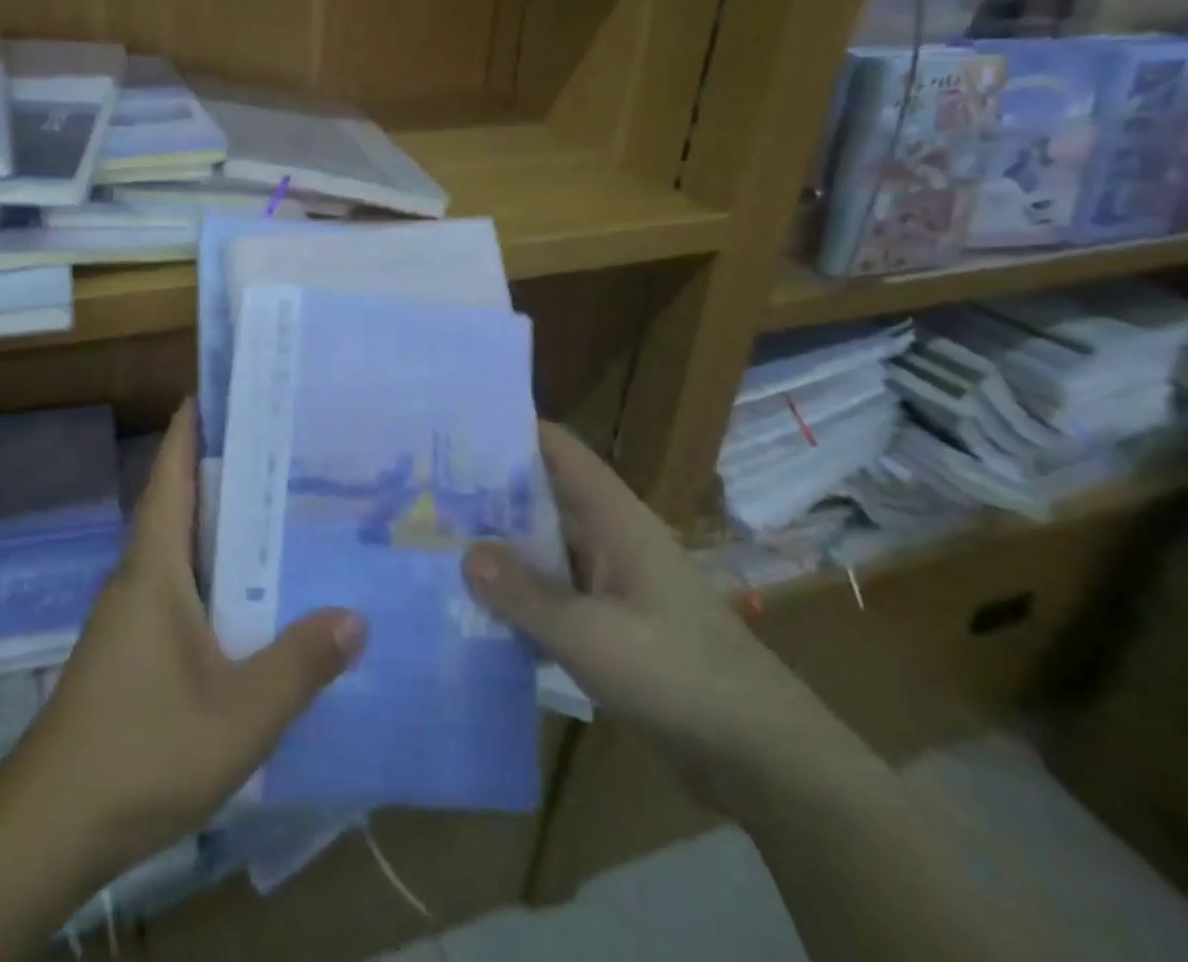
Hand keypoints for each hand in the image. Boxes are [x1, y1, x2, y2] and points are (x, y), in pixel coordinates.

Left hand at [0, 399, 366, 885]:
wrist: (52, 825)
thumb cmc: (142, 748)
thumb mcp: (239, 714)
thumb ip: (300, 665)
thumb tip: (356, 614)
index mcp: (154, 568)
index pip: (171, 477)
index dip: (189, 430)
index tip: (218, 390)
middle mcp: (138, 578)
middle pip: (177, 503)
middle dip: (218, 467)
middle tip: (277, 445)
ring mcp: (130, 616)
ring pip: (178, 547)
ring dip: (216, 520)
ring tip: (275, 506)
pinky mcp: (131, 649)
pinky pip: (178, 585)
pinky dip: (211, 568)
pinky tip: (248, 592)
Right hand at [462, 423, 867, 819]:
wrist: (763, 759)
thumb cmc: (680, 676)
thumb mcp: (591, 636)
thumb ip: (525, 594)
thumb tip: (465, 553)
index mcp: (614, 518)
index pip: (558, 449)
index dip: (510, 430)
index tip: (453, 429)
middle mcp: (611, 538)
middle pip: (542, 497)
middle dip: (488, 492)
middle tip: (423, 490)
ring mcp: (613, 582)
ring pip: (545, 548)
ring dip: (500, 548)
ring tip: (435, 542)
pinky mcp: (612, 623)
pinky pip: (555, 593)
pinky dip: (520, 594)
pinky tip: (475, 606)